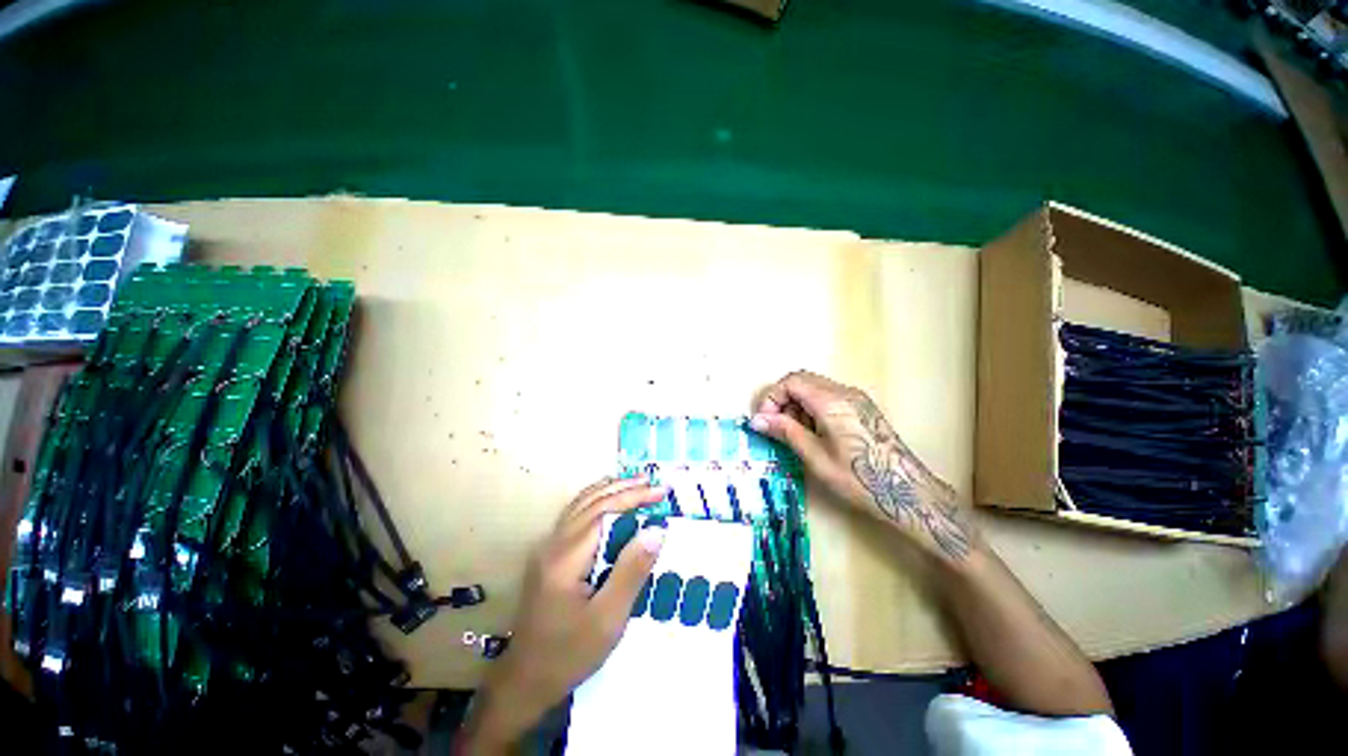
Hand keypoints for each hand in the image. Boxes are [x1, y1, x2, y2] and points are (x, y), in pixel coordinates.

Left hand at [456, 477, 667, 754]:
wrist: (525, 679)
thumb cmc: (570, 653)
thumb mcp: (608, 619)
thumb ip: (631, 571)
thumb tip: (656, 530)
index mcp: (566, 558)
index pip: (604, 512)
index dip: (633, 497)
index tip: (660, 493)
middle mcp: (554, 544)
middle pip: (592, 502)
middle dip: (625, 489)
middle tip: (654, 483)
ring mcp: (548, 547)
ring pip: (580, 504)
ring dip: (610, 489)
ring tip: (636, 482)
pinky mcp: (549, 554)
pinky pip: (574, 513)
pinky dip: (596, 499)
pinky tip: (608, 498)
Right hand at [750, 371, 974, 562]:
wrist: (907, 492)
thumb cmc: (859, 478)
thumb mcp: (815, 457)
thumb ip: (785, 431)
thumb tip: (756, 420)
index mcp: (831, 401)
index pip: (791, 382)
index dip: (772, 398)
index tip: (764, 421)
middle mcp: (844, 392)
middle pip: (802, 380)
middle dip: (782, 400)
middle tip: (775, 426)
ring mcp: (856, 398)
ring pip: (814, 387)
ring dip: (796, 404)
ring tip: (793, 432)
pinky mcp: (862, 407)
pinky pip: (828, 396)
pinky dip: (812, 407)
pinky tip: (813, 431)